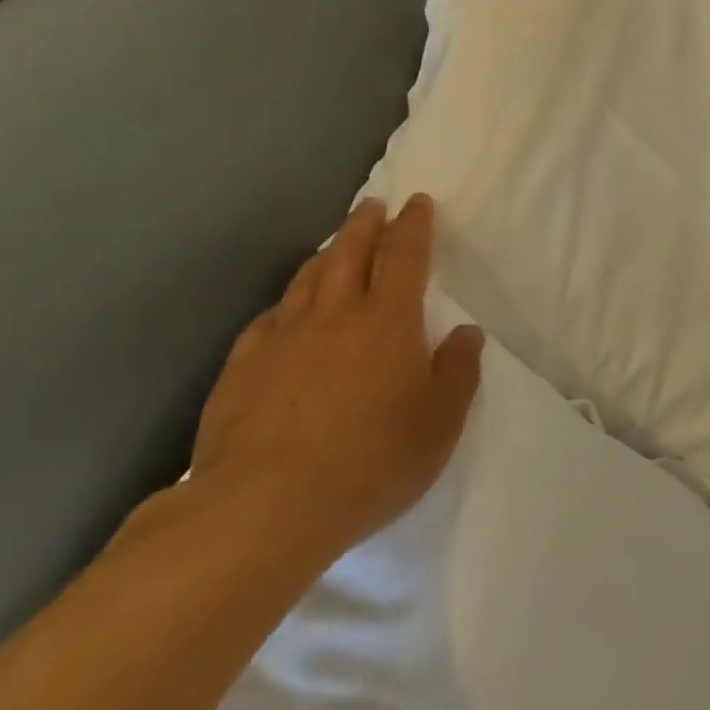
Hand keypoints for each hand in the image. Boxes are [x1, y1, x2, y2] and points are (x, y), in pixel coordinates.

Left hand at [189, 195, 483, 563]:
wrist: (264, 506)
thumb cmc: (370, 461)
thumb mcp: (440, 422)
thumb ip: (458, 372)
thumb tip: (467, 332)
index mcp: (389, 319)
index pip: (405, 255)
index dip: (413, 225)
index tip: (417, 203)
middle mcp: (336, 314)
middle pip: (351, 251)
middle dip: (366, 224)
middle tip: (373, 206)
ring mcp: (283, 337)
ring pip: (308, 278)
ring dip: (327, 253)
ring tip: (336, 244)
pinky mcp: (243, 367)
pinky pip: (269, 318)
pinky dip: (285, 304)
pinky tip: (285, 311)